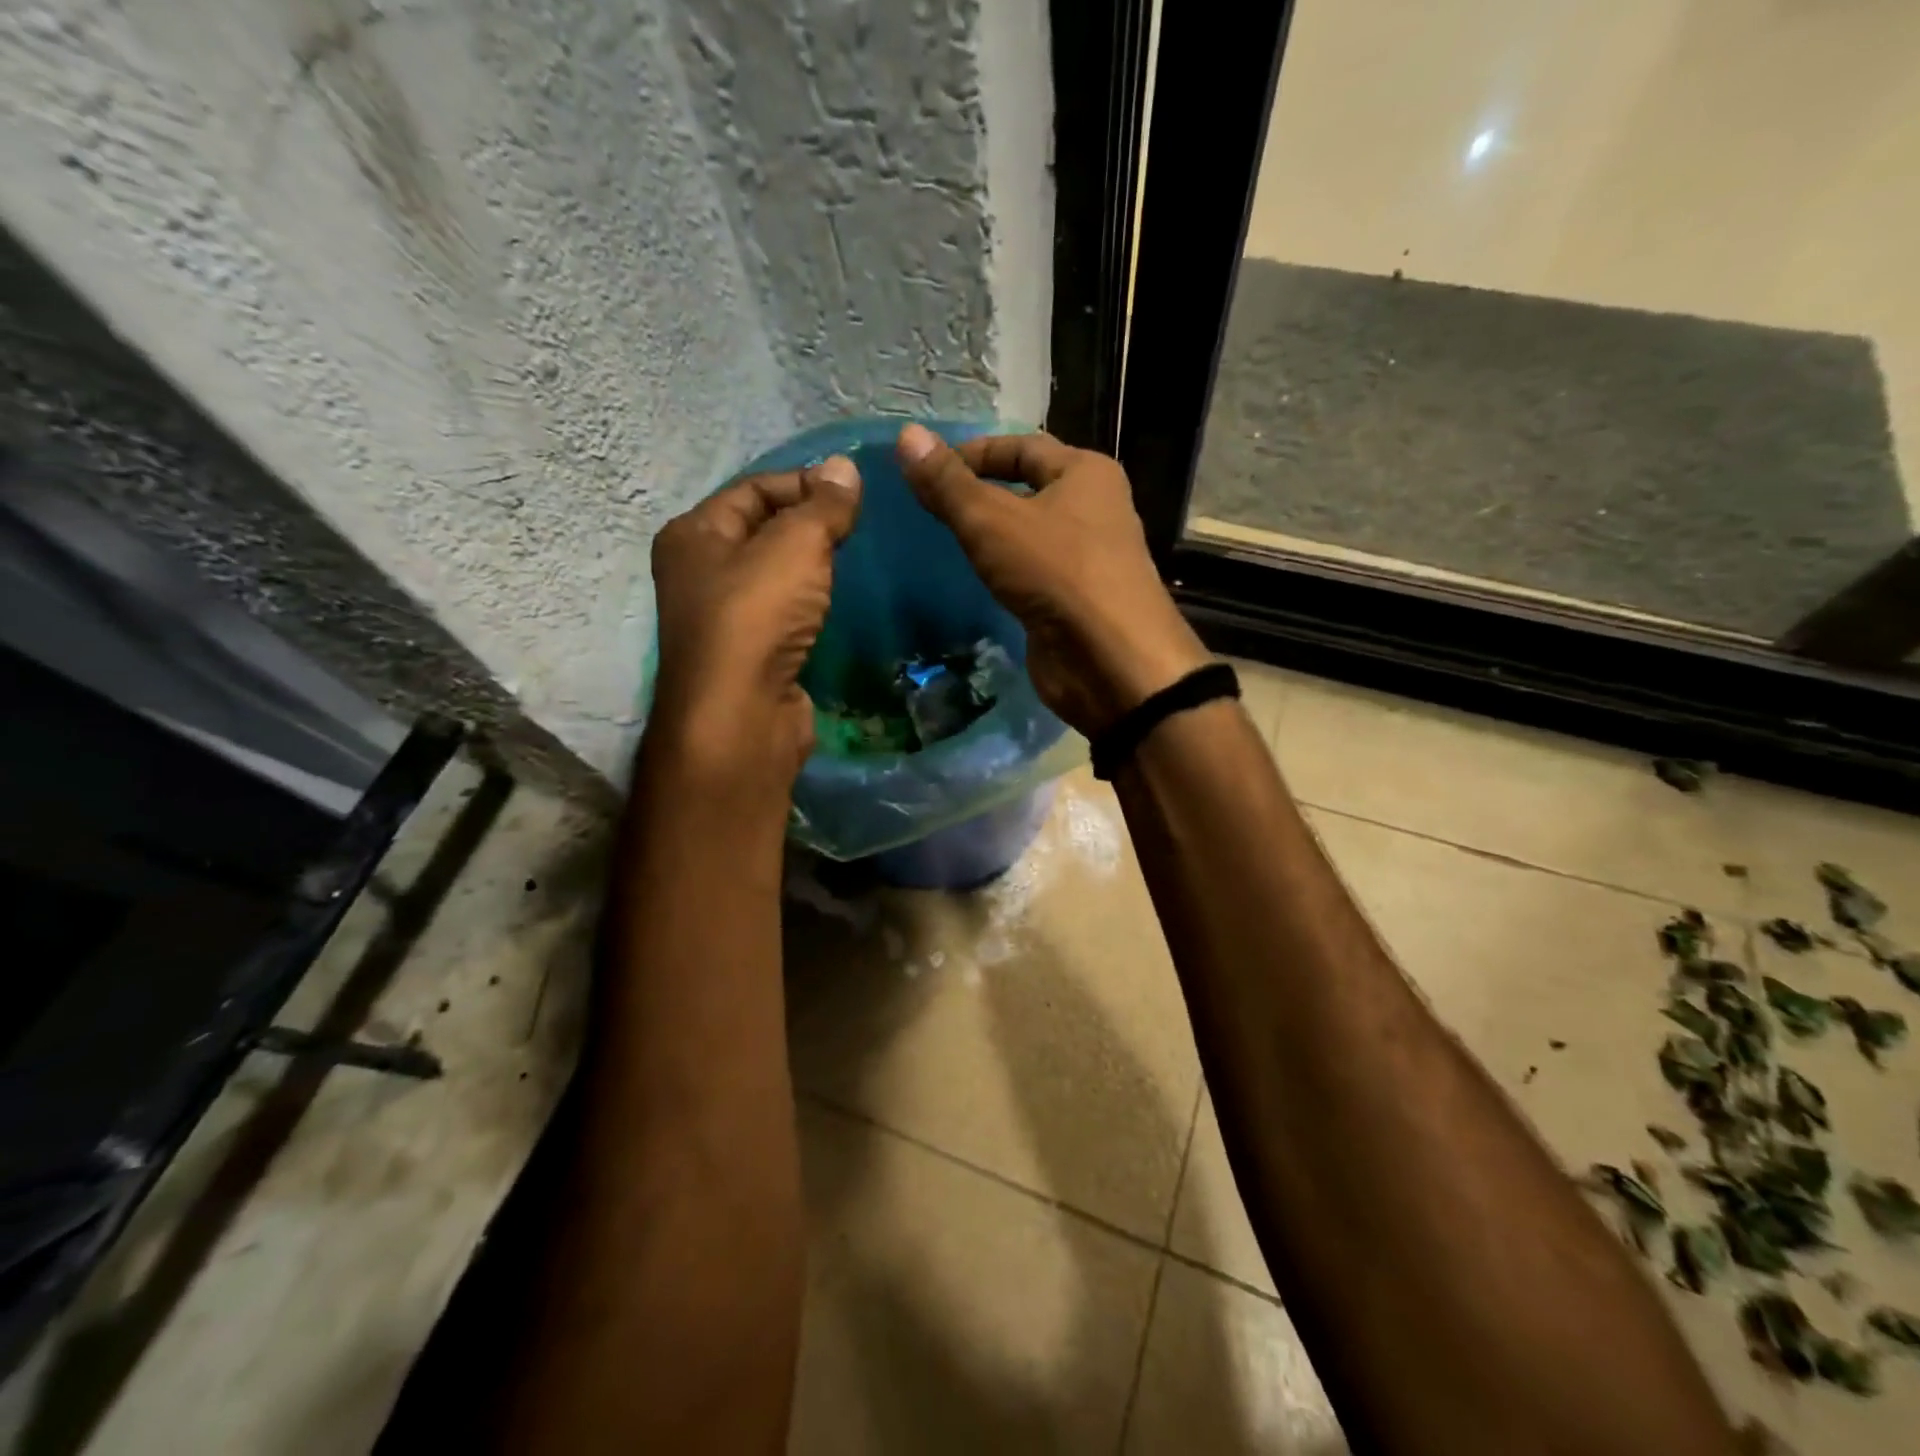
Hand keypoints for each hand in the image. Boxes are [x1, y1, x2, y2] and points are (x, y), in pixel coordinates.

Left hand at [649, 455, 861, 784]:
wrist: (742, 715)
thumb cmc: (757, 616)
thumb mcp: (796, 545)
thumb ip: (823, 506)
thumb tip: (845, 467)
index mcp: (694, 535)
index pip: (753, 488)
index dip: (803, 483)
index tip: (853, 493)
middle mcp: (698, 573)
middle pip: (761, 531)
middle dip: (809, 525)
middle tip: (859, 527)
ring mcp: (722, 620)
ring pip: (773, 577)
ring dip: (811, 568)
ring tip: (855, 561)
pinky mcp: (749, 656)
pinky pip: (783, 614)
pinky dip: (810, 605)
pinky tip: (837, 605)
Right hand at [896, 424, 1207, 735]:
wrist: (1110, 660)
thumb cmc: (1057, 572)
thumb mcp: (992, 521)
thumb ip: (948, 484)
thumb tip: (907, 436)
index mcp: (1086, 473)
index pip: (1022, 446)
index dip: (974, 453)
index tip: (928, 471)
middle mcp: (1094, 509)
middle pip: (1028, 489)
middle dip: (982, 495)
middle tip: (932, 507)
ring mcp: (1087, 558)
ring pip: (1030, 535)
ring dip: (993, 537)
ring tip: (945, 541)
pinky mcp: (1077, 600)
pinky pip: (1034, 573)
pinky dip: (1006, 572)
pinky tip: (977, 580)